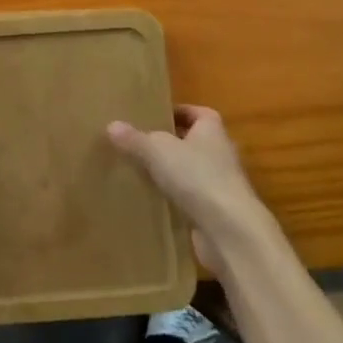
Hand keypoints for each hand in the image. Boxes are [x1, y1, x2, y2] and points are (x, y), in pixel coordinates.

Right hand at [106, 105, 271, 273]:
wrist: (230, 230)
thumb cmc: (197, 176)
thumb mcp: (157, 151)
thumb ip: (135, 139)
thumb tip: (112, 125)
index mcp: (212, 129)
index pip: (196, 112)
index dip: (176, 112)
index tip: (152, 117)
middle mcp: (220, 153)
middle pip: (192, 142)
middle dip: (169, 143)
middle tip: (138, 143)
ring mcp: (221, 185)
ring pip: (191, 172)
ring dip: (171, 173)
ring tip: (140, 172)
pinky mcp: (216, 213)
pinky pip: (190, 199)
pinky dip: (175, 199)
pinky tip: (152, 201)